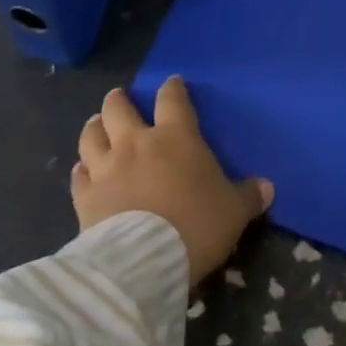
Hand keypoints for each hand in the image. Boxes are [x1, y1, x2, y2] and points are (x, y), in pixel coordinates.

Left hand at [71, 76, 273, 285]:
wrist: (144, 261)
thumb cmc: (195, 225)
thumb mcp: (233, 212)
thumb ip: (248, 196)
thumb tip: (268, 188)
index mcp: (175, 137)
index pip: (172, 99)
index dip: (172, 88)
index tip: (172, 84)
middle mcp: (136, 142)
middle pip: (119, 108)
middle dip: (118, 100)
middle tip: (119, 99)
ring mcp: (106, 167)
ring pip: (92, 135)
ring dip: (94, 127)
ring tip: (96, 125)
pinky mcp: (85, 197)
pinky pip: (78, 176)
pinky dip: (81, 171)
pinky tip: (82, 172)